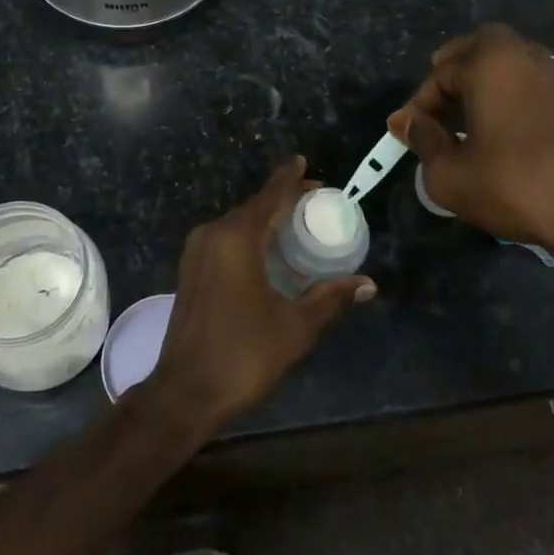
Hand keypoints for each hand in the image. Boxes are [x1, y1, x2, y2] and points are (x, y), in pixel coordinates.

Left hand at [141, 157, 374, 436]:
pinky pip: (225, 240)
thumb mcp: (296, 326)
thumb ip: (330, 297)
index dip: (289, 178)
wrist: (186, 391)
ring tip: (296, 224)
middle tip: (314, 202)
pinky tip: (268, 251)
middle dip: (282, 200)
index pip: (270, 196)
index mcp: (237, 238)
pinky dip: (249, 237)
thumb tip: (367, 284)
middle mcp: (213, 234)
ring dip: (265, 220)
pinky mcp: (190, 270)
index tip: (303, 162)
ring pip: (237, 223)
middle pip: (254, 207)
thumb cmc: (244, 355)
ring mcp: (196, 252)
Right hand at [388, 23, 553, 288]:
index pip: (442, 72)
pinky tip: (500, 124)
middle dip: (456, 64)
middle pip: (483, 43)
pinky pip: (532, 79)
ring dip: (486, 76)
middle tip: (439, 96)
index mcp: (492, 66)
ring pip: (512, 58)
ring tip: (467, 111)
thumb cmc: (511, 187)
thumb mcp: (448, 174)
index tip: (408, 131)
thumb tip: (407, 122)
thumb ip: (423, 140)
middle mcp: (526, 59)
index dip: (419, 102)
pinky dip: (510, 89)